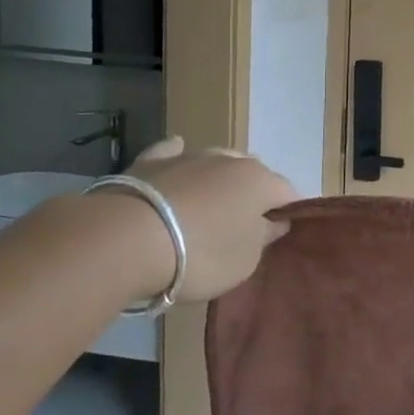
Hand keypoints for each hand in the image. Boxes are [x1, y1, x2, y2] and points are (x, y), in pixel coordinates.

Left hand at [128, 138, 299, 301]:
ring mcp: (189, 156)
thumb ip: (264, 238)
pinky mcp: (150, 162)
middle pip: (252, 174)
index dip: (287, 212)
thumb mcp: (244, 261)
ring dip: (218, 179)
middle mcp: (230, 160)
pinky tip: (176, 157)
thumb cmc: (199, 254)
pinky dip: (178, 157)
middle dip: (252, 193)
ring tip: (209, 203)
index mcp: (260, 181)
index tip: (278, 233)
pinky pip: (172, 153)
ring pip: (216, 161)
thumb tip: (275, 221)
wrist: (126, 240)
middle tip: (242, 224)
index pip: (287, 192)